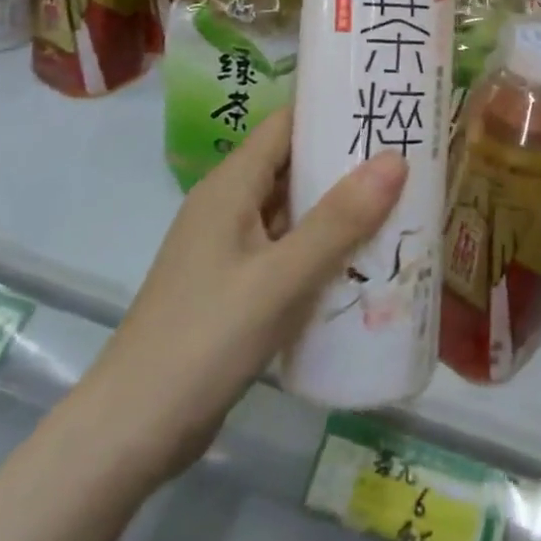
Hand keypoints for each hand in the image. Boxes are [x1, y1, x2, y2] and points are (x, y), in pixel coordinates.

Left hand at [74, 109, 405, 484]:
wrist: (131, 433)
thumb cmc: (205, 340)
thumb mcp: (281, 278)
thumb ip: (339, 220)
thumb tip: (395, 159)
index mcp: (230, 186)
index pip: (286, 125)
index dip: (333, 110)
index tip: (385, 107)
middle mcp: (228, 206)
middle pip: (293, 165)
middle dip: (347, 161)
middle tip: (409, 158)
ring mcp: (229, 249)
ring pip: (293, 211)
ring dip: (339, 208)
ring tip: (402, 203)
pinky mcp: (234, 287)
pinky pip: (287, 250)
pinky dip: (323, 248)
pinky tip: (363, 261)